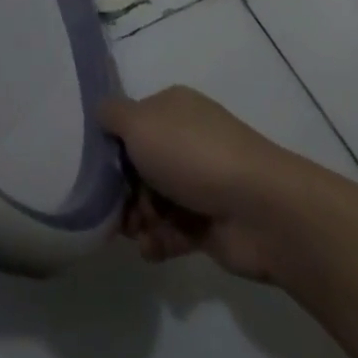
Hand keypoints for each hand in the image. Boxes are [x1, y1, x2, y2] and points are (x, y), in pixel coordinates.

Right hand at [101, 86, 288, 281]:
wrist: (261, 210)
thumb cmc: (193, 155)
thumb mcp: (139, 122)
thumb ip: (111, 115)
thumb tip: (101, 113)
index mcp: (172, 109)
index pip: (132, 123)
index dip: (111, 146)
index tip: (96, 170)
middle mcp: (186, 140)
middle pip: (139, 165)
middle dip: (122, 190)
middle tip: (114, 210)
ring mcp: (200, 183)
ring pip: (153, 201)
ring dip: (138, 219)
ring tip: (137, 232)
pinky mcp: (210, 224)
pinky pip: (173, 231)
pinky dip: (158, 241)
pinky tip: (153, 248)